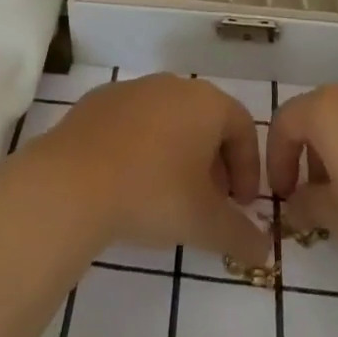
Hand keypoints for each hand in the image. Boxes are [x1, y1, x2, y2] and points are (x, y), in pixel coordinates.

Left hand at [30, 75, 270, 266]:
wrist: (72, 181)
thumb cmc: (152, 193)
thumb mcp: (205, 223)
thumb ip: (241, 235)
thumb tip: (265, 251)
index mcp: (205, 102)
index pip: (242, 127)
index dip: (248, 168)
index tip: (241, 205)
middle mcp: (172, 85)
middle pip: (205, 120)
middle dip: (214, 161)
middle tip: (210, 202)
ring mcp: (131, 89)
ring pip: (168, 119)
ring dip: (178, 153)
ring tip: (169, 195)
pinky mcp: (98, 101)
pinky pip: (133, 122)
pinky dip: (142, 146)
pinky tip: (130, 181)